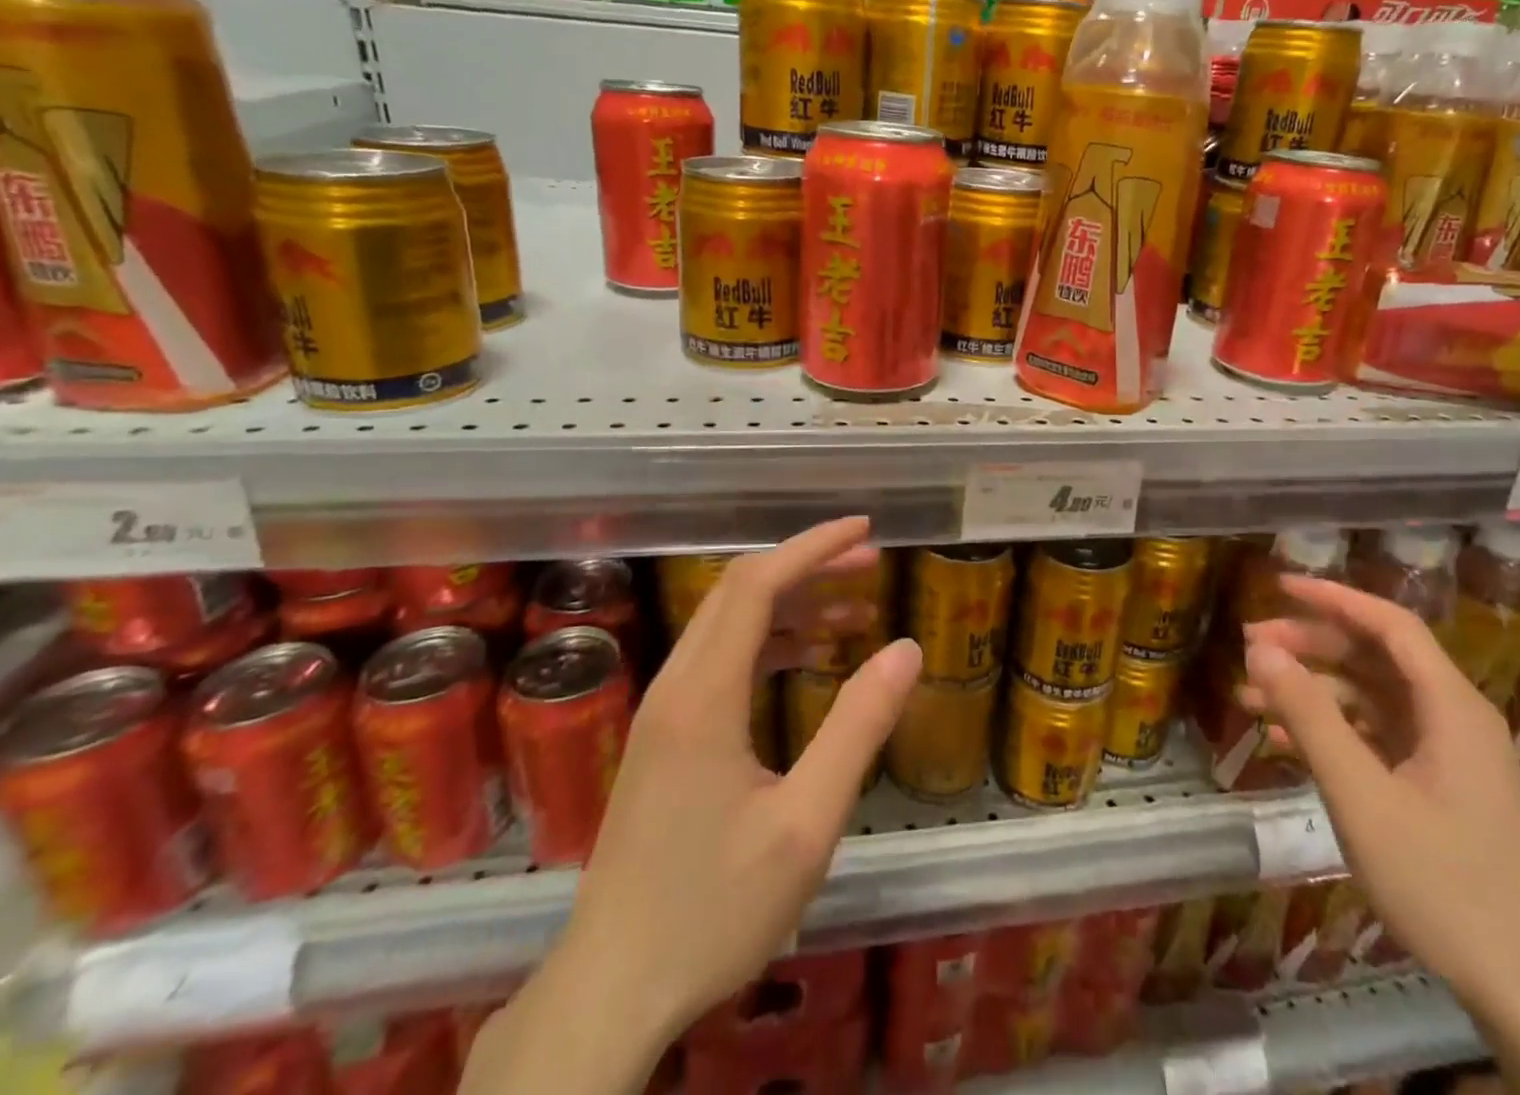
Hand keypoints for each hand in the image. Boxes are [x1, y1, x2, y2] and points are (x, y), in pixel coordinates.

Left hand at [462, 518, 921, 1094]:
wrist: (610, 991)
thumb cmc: (712, 910)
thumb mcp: (805, 823)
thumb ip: (858, 728)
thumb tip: (906, 649)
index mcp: (704, 695)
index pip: (756, 585)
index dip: (812, 547)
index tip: (864, 530)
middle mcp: (676, 686)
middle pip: (739, 592)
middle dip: (807, 566)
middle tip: (869, 564)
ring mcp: (663, 712)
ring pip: (728, 625)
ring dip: (790, 604)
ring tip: (854, 612)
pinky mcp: (664, 738)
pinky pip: (720, 661)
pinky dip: (769, 644)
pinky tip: (810, 662)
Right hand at [1240, 574, 1519, 1094]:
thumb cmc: (1446, 886)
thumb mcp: (1362, 796)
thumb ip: (1309, 715)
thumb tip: (1259, 648)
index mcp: (1451, 707)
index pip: (1390, 624)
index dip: (1333, 597)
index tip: (1277, 585)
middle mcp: (1454, 720)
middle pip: (1375, 658)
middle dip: (1310, 646)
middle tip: (1250, 647)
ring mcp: (1448, 759)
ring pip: (1370, 701)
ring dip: (1311, 694)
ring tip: (1249, 699)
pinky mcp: (1440, 793)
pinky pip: (1376, 741)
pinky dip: (1330, 734)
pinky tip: (1282, 744)